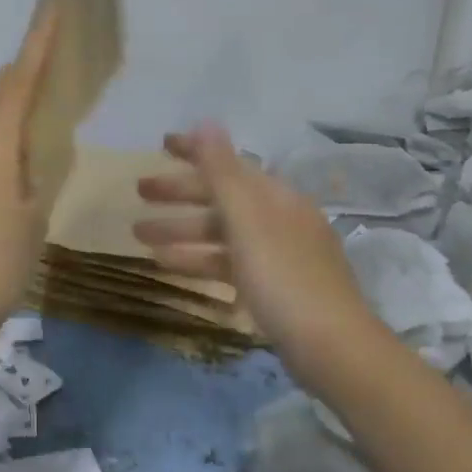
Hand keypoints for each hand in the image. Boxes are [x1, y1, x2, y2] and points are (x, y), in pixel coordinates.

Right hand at [135, 122, 380, 388]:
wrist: (333, 349)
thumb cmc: (284, 278)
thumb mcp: (247, 221)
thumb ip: (223, 172)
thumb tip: (206, 121)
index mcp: (275, 196)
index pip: (229, 163)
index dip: (194, 152)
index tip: (159, 145)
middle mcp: (278, 218)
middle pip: (222, 197)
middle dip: (179, 193)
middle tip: (138, 192)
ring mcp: (277, 254)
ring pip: (221, 233)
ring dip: (180, 230)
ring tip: (138, 236)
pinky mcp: (273, 287)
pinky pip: (227, 262)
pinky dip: (198, 260)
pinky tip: (168, 267)